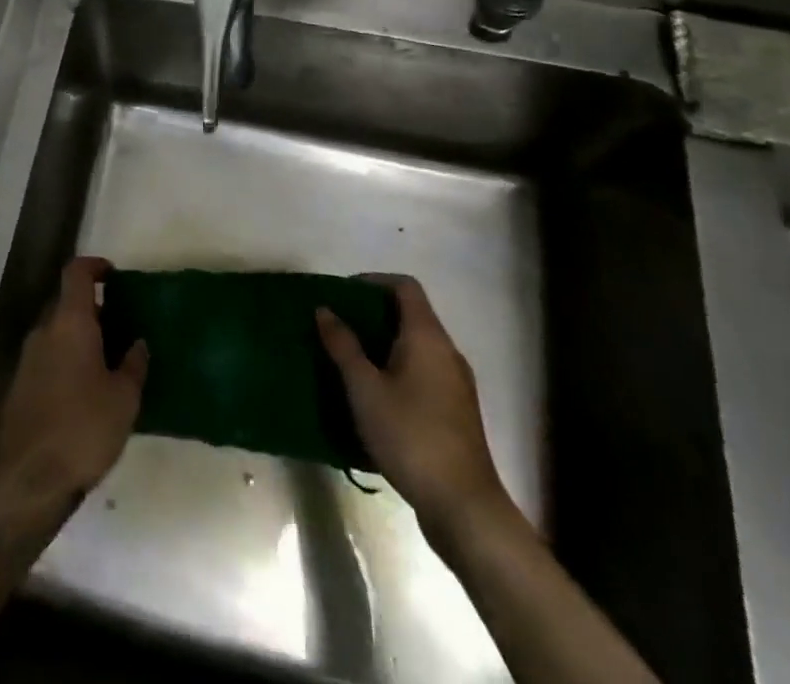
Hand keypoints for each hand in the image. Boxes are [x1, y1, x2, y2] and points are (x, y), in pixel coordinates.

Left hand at [0, 257, 147, 543]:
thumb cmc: (82, 430)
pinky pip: (49, 356)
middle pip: (67, 302)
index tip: (114, 276)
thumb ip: (133, 364)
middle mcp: (44, 331)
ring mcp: (27, 358)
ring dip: (81, 336)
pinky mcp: (20, 385)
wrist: (26, 482)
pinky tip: (88, 389)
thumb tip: (137, 343)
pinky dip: (68, 359)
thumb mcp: (123, 399)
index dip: (95, 266)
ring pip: (57, 331)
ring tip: (110, 360)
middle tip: (122, 327)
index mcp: (69, 323)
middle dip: (94, 308)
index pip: (76, 272)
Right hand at [317, 275, 516, 561]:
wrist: (464, 507)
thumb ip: (343, 346)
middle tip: (338, 326)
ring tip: (350, 359)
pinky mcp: (457, 412)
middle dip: (373, 314)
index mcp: (428, 337)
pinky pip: (424, 372)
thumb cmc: (410, 436)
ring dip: (384, 344)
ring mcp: (457, 383)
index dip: (373, 281)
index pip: (404, 286)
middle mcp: (447, 352)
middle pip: (411, 315)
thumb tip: (324, 310)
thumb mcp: (365, 389)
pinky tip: (375, 395)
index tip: (343, 294)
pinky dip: (398, 369)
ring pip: (417, 346)